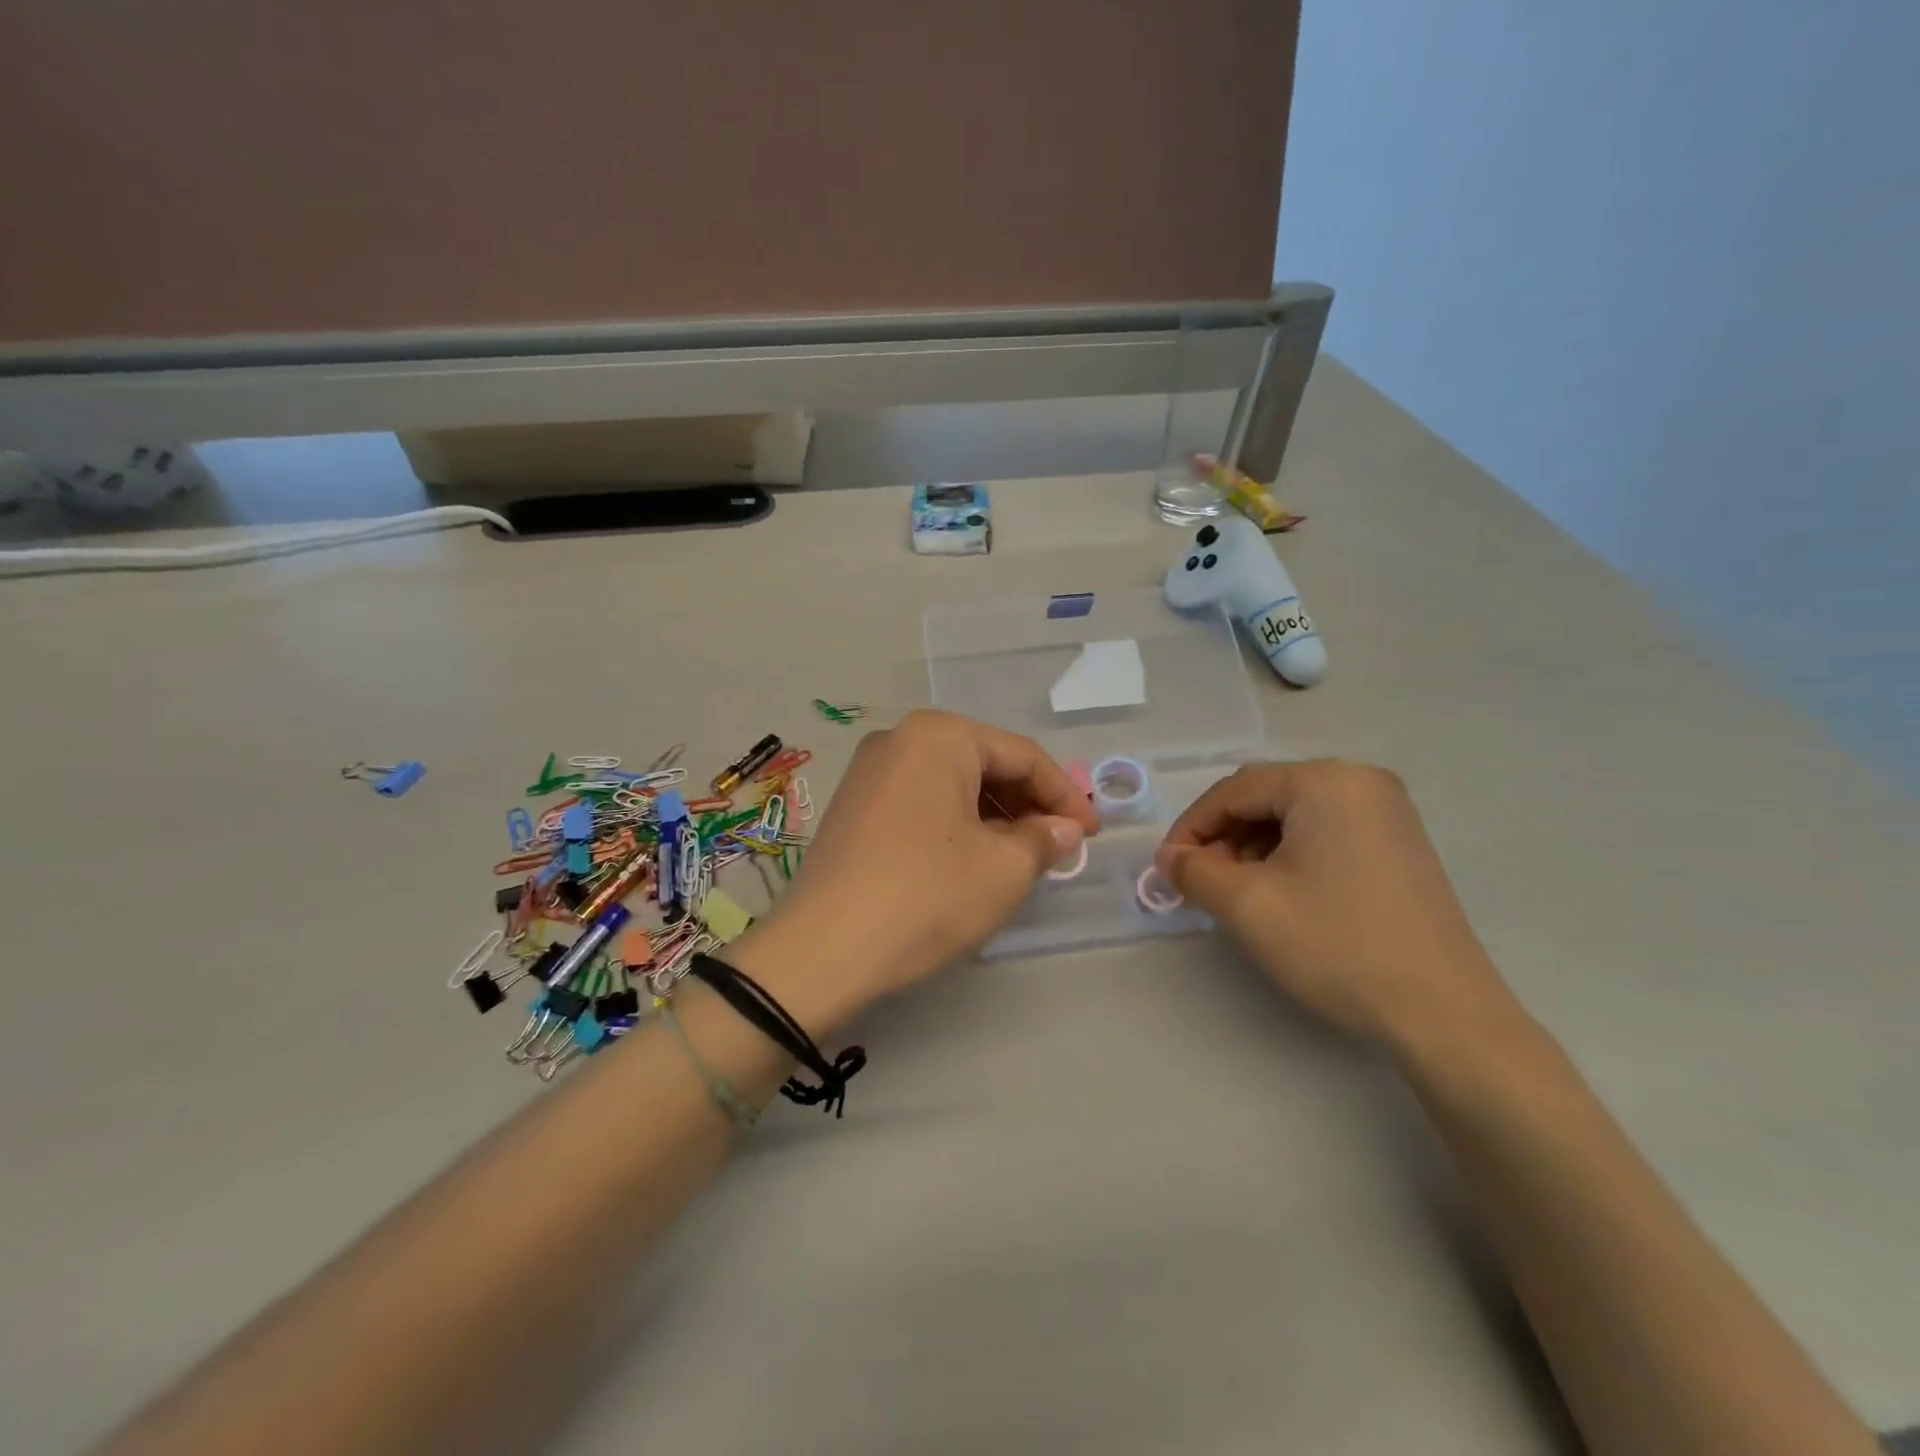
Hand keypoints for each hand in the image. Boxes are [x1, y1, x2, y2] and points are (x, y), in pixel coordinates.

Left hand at [732, 711, 1098, 1025]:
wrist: (822, 951)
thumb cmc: (926, 896)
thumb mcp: (1003, 869)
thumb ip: (1045, 839)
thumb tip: (1063, 830)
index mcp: (938, 736)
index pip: (1021, 755)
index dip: (1065, 795)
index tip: (1091, 834)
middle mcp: (899, 739)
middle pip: (984, 764)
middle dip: (1027, 805)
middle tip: (1058, 846)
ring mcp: (869, 773)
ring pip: (952, 785)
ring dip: (994, 817)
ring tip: (1022, 858)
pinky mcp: (853, 807)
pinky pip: (922, 803)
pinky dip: (957, 825)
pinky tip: (974, 860)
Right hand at [1156, 761, 1521, 1057]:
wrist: (1443, 1014)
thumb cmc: (1336, 946)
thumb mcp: (1247, 906)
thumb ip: (1194, 871)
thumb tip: (1170, 858)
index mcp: (1326, 781)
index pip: (1234, 790)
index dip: (1191, 827)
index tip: (1167, 868)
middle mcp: (1361, 781)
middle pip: (1265, 798)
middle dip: (1224, 838)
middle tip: (1201, 882)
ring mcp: (1387, 812)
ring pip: (1294, 816)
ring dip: (1253, 848)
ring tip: (1236, 893)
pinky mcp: (1399, 844)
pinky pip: (1324, 832)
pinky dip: (1289, 855)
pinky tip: (1279, 893)